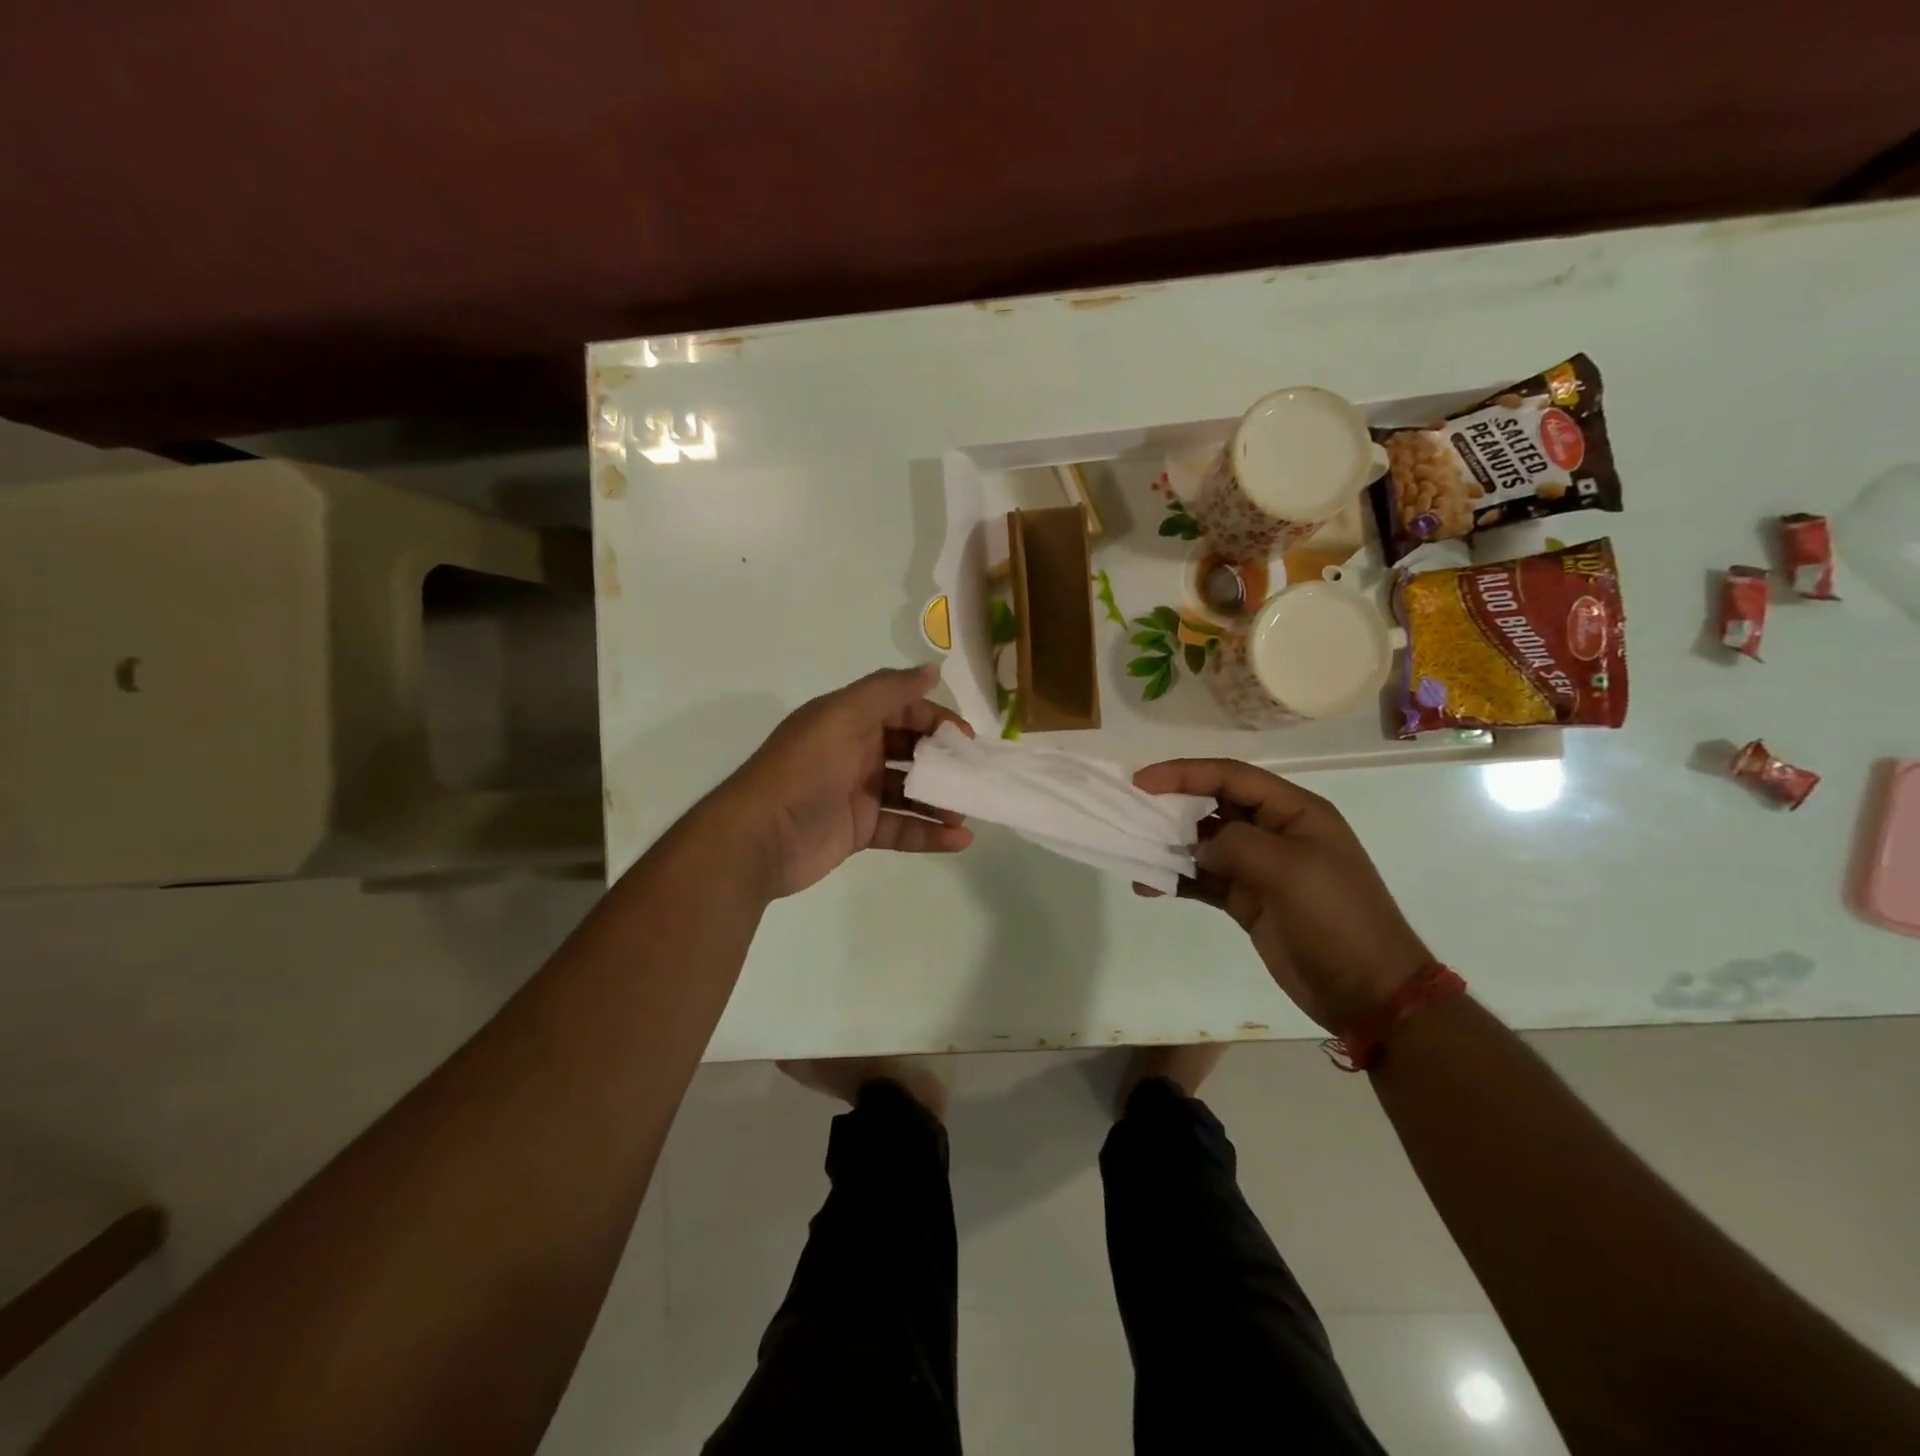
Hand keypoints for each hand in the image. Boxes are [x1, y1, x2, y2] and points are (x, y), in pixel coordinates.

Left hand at [718, 665, 973, 897]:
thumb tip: (932, 669)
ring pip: (910, 792)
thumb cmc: (803, 770)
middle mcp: (855, 752)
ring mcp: (857, 793)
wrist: (759, 838)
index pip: (902, 710)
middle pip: (910, 750)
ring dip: (940, 800)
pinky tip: (959, 839)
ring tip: (968, 812)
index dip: (935, 719)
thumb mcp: (843, 717)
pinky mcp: (859, 830)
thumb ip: (888, 691)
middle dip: (943, 761)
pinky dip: (929, 834)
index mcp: (849, 720)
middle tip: (973, 776)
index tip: (966, 738)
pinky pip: (902, 828)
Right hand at [1133, 759, 1429, 1033]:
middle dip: (1172, 805)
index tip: (1141, 782)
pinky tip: (1148, 887)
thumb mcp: (1289, 870)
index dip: (1184, 773)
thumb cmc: (1337, 918)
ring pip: (1203, 844)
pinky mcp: (1247, 900)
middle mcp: (1274, 832)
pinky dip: (1176, 881)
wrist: (1368, 991)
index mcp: (1294, 811)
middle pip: (1213, 805)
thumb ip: (1236, 845)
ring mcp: (1260, 868)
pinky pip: (1203, 881)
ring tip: (1133, 851)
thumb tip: (1199, 847)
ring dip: (1169, 846)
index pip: (1230, 776)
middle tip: (1130, 812)